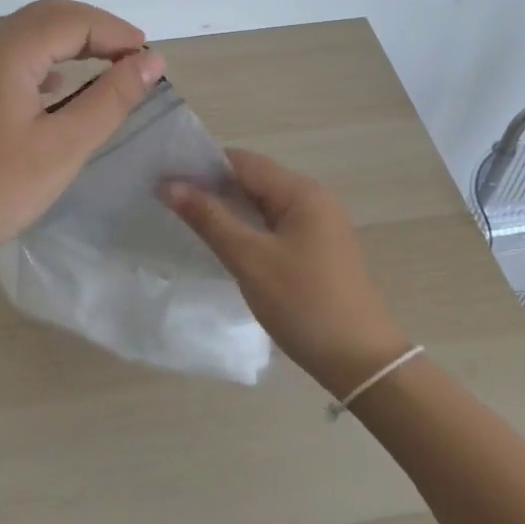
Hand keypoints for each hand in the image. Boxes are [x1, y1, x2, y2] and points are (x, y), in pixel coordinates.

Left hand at [0, 0, 165, 295]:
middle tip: (134, 56)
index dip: (116, 32)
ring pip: (26, 33)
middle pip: (47, 16)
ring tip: (107, 64)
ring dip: (69, 41)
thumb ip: (111, 98)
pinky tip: (58, 87)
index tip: (151, 59)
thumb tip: (151, 59)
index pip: (72, 21)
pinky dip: (43, 60)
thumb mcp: (65, 146)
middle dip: (95, 29)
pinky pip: (9, 57)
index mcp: (5, 53)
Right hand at [162, 150, 411, 396]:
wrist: (360, 361)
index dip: (202, 166)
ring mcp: (317, 225)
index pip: (242, 162)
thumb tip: (170, 185)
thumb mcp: (250, 259)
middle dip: (212, 186)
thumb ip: (210, 218)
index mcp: (301, 192)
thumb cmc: (304, 304)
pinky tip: (222, 242)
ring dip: (227, 208)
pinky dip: (245, 227)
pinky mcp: (316, 249)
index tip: (164, 179)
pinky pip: (272, 225)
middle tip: (168, 200)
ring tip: (186, 219)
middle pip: (253, 179)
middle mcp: (312, 199)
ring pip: (261, 204)